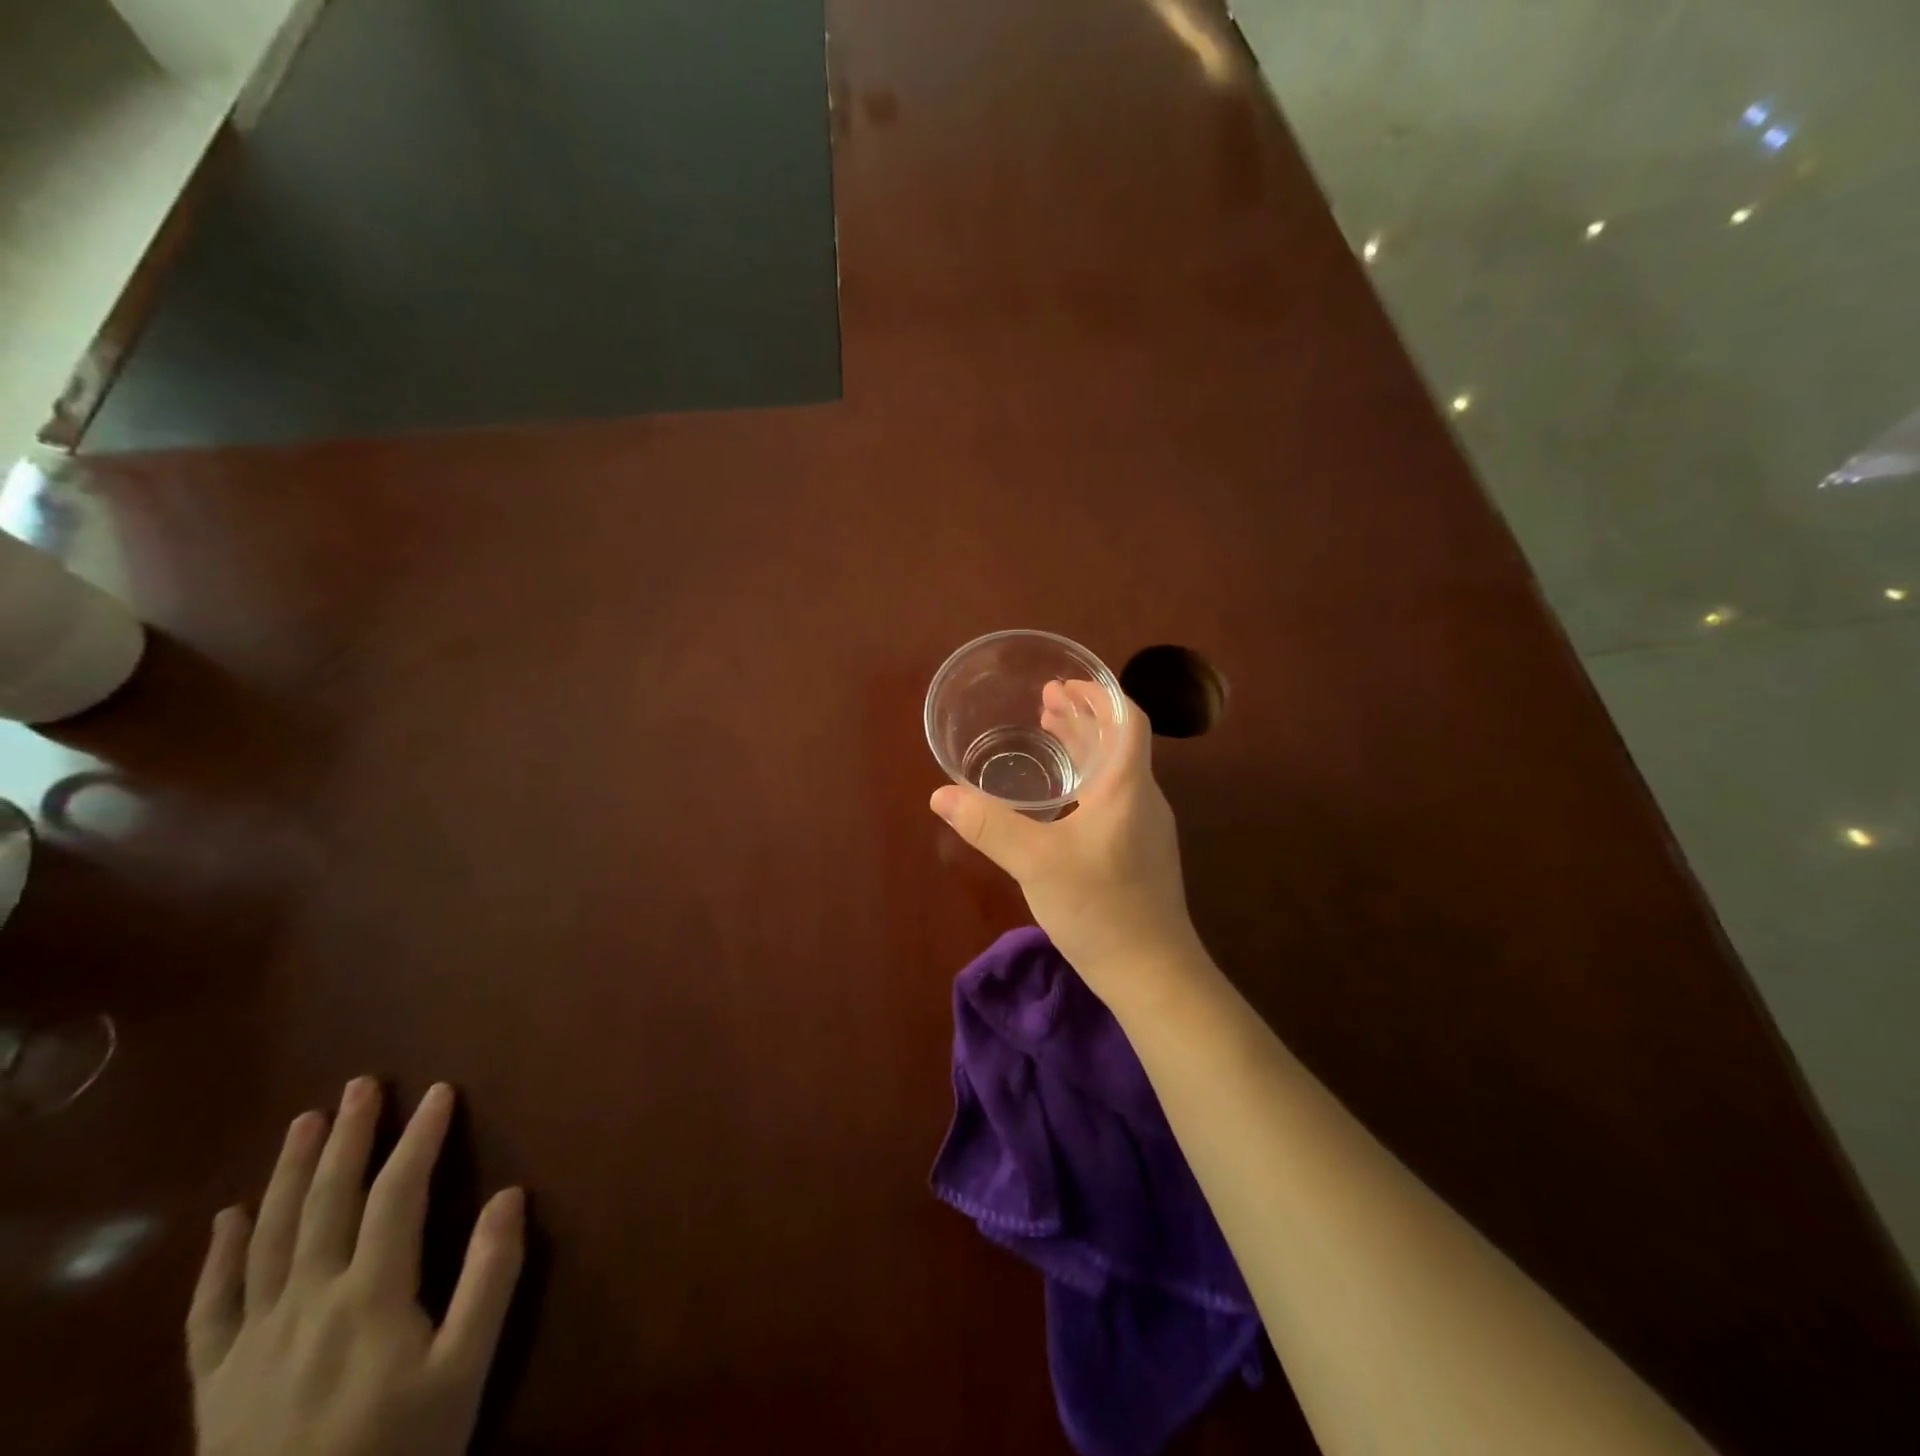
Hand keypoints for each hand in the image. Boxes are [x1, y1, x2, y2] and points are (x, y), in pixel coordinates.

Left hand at [187, 1079, 524, 1455]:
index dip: (421, 1137)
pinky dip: (218, 1257)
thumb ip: (490, 1280)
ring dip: (289, 1173)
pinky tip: (228, 1217)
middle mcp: (306, 1303)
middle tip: (362, 1083)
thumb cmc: (397, 1452)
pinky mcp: (213, 1384)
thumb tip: (511, 1194)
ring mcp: (251, 1342)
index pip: (399, 1194)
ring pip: (268, 1238)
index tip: (441, 1091)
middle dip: (349, 1137)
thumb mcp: (464, 1372)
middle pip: (327, 1202)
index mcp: (370, 1296)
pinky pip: (208, 1310)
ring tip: (305, 1121)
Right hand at [929, 683, 1202, 1006]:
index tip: (1065, 683)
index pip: (1128, 720)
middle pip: (1118, 742)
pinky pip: (1111, 798)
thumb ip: (989, 826)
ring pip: (1114, 771)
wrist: (1152, 973)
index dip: (1099, 695)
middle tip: (1044, 702)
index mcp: (1127, 787)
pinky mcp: (1138, 854)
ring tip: (1048, 735)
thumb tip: (941, 794)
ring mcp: (1144, 828)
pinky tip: (1059, 799)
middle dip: (1083, 717)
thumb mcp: (1036, 862)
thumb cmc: (1100, 907)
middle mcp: (1142, 799)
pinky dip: (1085, 781)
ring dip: (1084, 748)